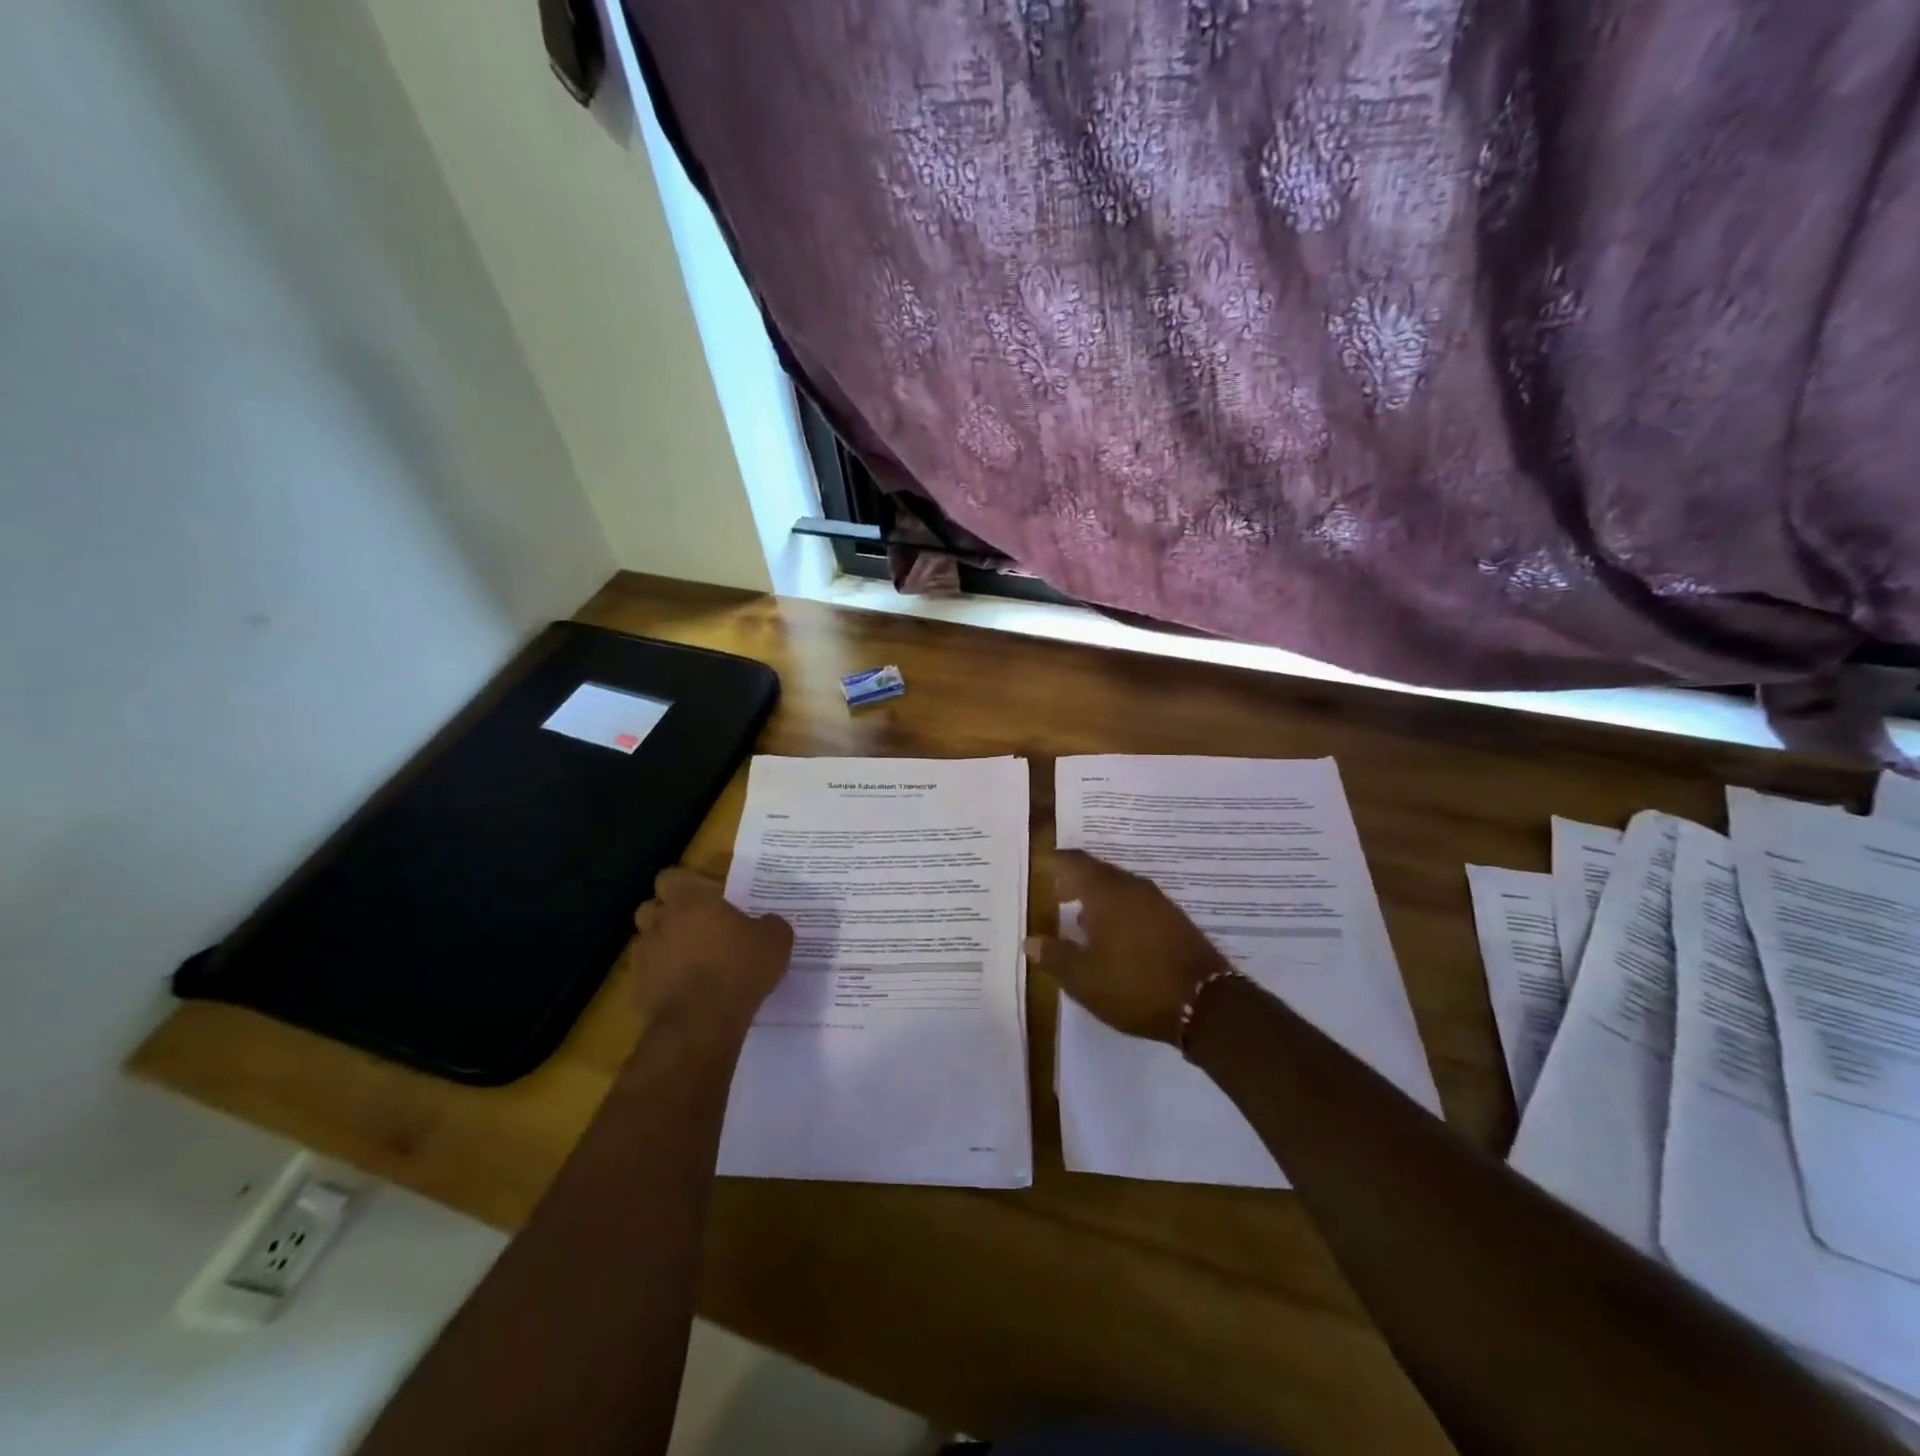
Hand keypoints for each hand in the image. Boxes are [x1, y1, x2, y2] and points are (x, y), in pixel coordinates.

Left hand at [630, 867, 793, 1029]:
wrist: (702, 1024)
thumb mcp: (776, 940)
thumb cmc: (739, 968)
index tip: (707, 898)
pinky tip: (684, 990)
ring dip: (663, 946)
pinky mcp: (638, 990)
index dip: (686, 885)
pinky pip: (647, 975)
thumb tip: (767, 922)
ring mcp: (644, 957)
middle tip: (697, 927)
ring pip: (646, 941)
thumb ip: (771, 924)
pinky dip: (661, 978)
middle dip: (668, 914)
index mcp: (690, 901)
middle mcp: (660, 923)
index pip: (670, 877)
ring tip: (689, 961)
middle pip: (651, 908)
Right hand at [1027, 850, 1231, 1043]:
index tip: (1039, 870)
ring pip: (1119, 889)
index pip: (1074, 862)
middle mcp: (1132, 887)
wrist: (1206, 1004)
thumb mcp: (1083, 979)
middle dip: (1074, 882)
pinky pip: (1137, 904)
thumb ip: (1054, 956)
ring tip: (1079, 921)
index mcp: (1106, 892)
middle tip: (1054, 896)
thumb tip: (1031, 941)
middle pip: (1097, 872)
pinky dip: (1118, 912)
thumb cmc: (1134, 985)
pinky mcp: (1174, 921)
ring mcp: (1158, 903)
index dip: (1054, 863)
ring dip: (1097, 899)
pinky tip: (1112, 938)